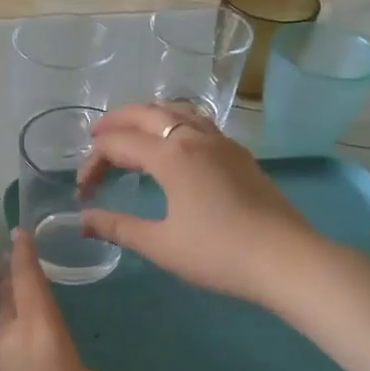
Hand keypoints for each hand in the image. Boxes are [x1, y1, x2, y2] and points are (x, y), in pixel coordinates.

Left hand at [0, 229, 117, 370]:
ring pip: (2, 333)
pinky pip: (2, 363)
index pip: (28, 280)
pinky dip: (13, 354)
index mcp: (38, 331)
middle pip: (7, 301)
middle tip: (17, 267)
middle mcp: (8, 344)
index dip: (24, 255)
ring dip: (12, 319)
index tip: (18, 234)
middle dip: (12, 281)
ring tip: (27, 317)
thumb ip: (79, 369)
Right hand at [77, 103, 314, 306]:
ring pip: (176, 111)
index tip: (83, 192)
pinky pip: (197, 122)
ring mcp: (220, 142)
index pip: (118, 145)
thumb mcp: (161, 245)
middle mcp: (193, 138)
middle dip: (115, 122)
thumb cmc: (218, 253)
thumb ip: (118, 227)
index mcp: (170, 156)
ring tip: (131, 133)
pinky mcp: (238, 154)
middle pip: (146, 113)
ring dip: (146, 117)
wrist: (286, 259)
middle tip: (94, 138)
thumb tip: (83, 220)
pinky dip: (173, 123)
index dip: (93, 163)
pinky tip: (174, 145)